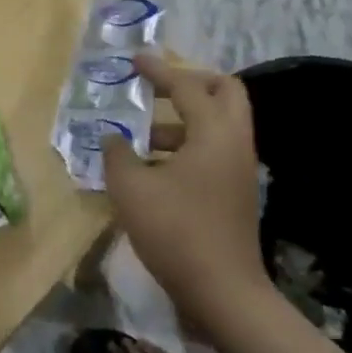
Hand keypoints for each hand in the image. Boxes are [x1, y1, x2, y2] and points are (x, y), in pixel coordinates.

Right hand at [101, 55, 269, 311]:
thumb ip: (117, 154)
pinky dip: (185, 145)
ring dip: (182, 119)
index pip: (187, 86)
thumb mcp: (132, 189)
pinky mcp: (235, 192)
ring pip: (217, 124)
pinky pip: (213, 150)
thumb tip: (112, 137)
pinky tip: (150, 166)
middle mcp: (234, 143)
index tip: (134, 60)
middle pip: (225, 93)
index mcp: (213, 133)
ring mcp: (239, 169)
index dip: (158, 70)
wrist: (223, 293)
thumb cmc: (176, 231)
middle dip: (190, 82)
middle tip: (155, 88)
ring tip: (139, 135)